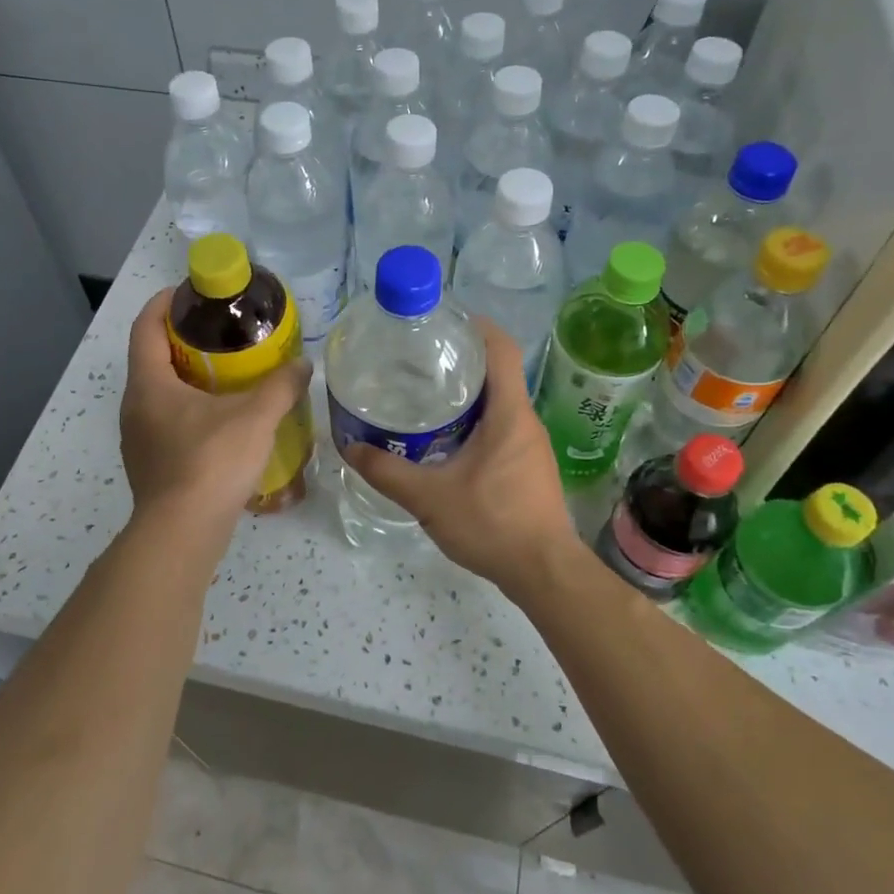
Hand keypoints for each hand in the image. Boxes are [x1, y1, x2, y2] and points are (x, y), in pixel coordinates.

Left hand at [120, 289, 312, 533]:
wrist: (183, 533)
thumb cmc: (212, 462)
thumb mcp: (256, 417)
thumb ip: (281, 386)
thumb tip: (303, 365)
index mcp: (149, 385)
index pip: (145, 328)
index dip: (163, 304)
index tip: (189, 293)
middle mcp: (134, 407)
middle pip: (152, 360)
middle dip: (183, 342)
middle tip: (221, 335)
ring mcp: (138, 440)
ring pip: (160, 396)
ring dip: (187, 381)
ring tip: (227, 378)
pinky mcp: (150, 467)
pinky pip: (167, 424)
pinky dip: (190, 412)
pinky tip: (222, 424)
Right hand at [343, 320, 583, 596]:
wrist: (543, 572)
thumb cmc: (492, 524)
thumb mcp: (429, 498)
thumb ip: (386, 472)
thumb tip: (350, 448)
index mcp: (509, 413)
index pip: (500, 349)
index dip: (475, 326)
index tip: (442, 321)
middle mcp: (525, 421)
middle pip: (497, 372)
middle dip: (460, 360)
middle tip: (416, 360)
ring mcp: (530, 445)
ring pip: (498, 402)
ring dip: (466, 393)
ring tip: (423, 396)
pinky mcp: (528, 466)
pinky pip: (501, 427)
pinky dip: (474, 420)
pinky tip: (443, 439)